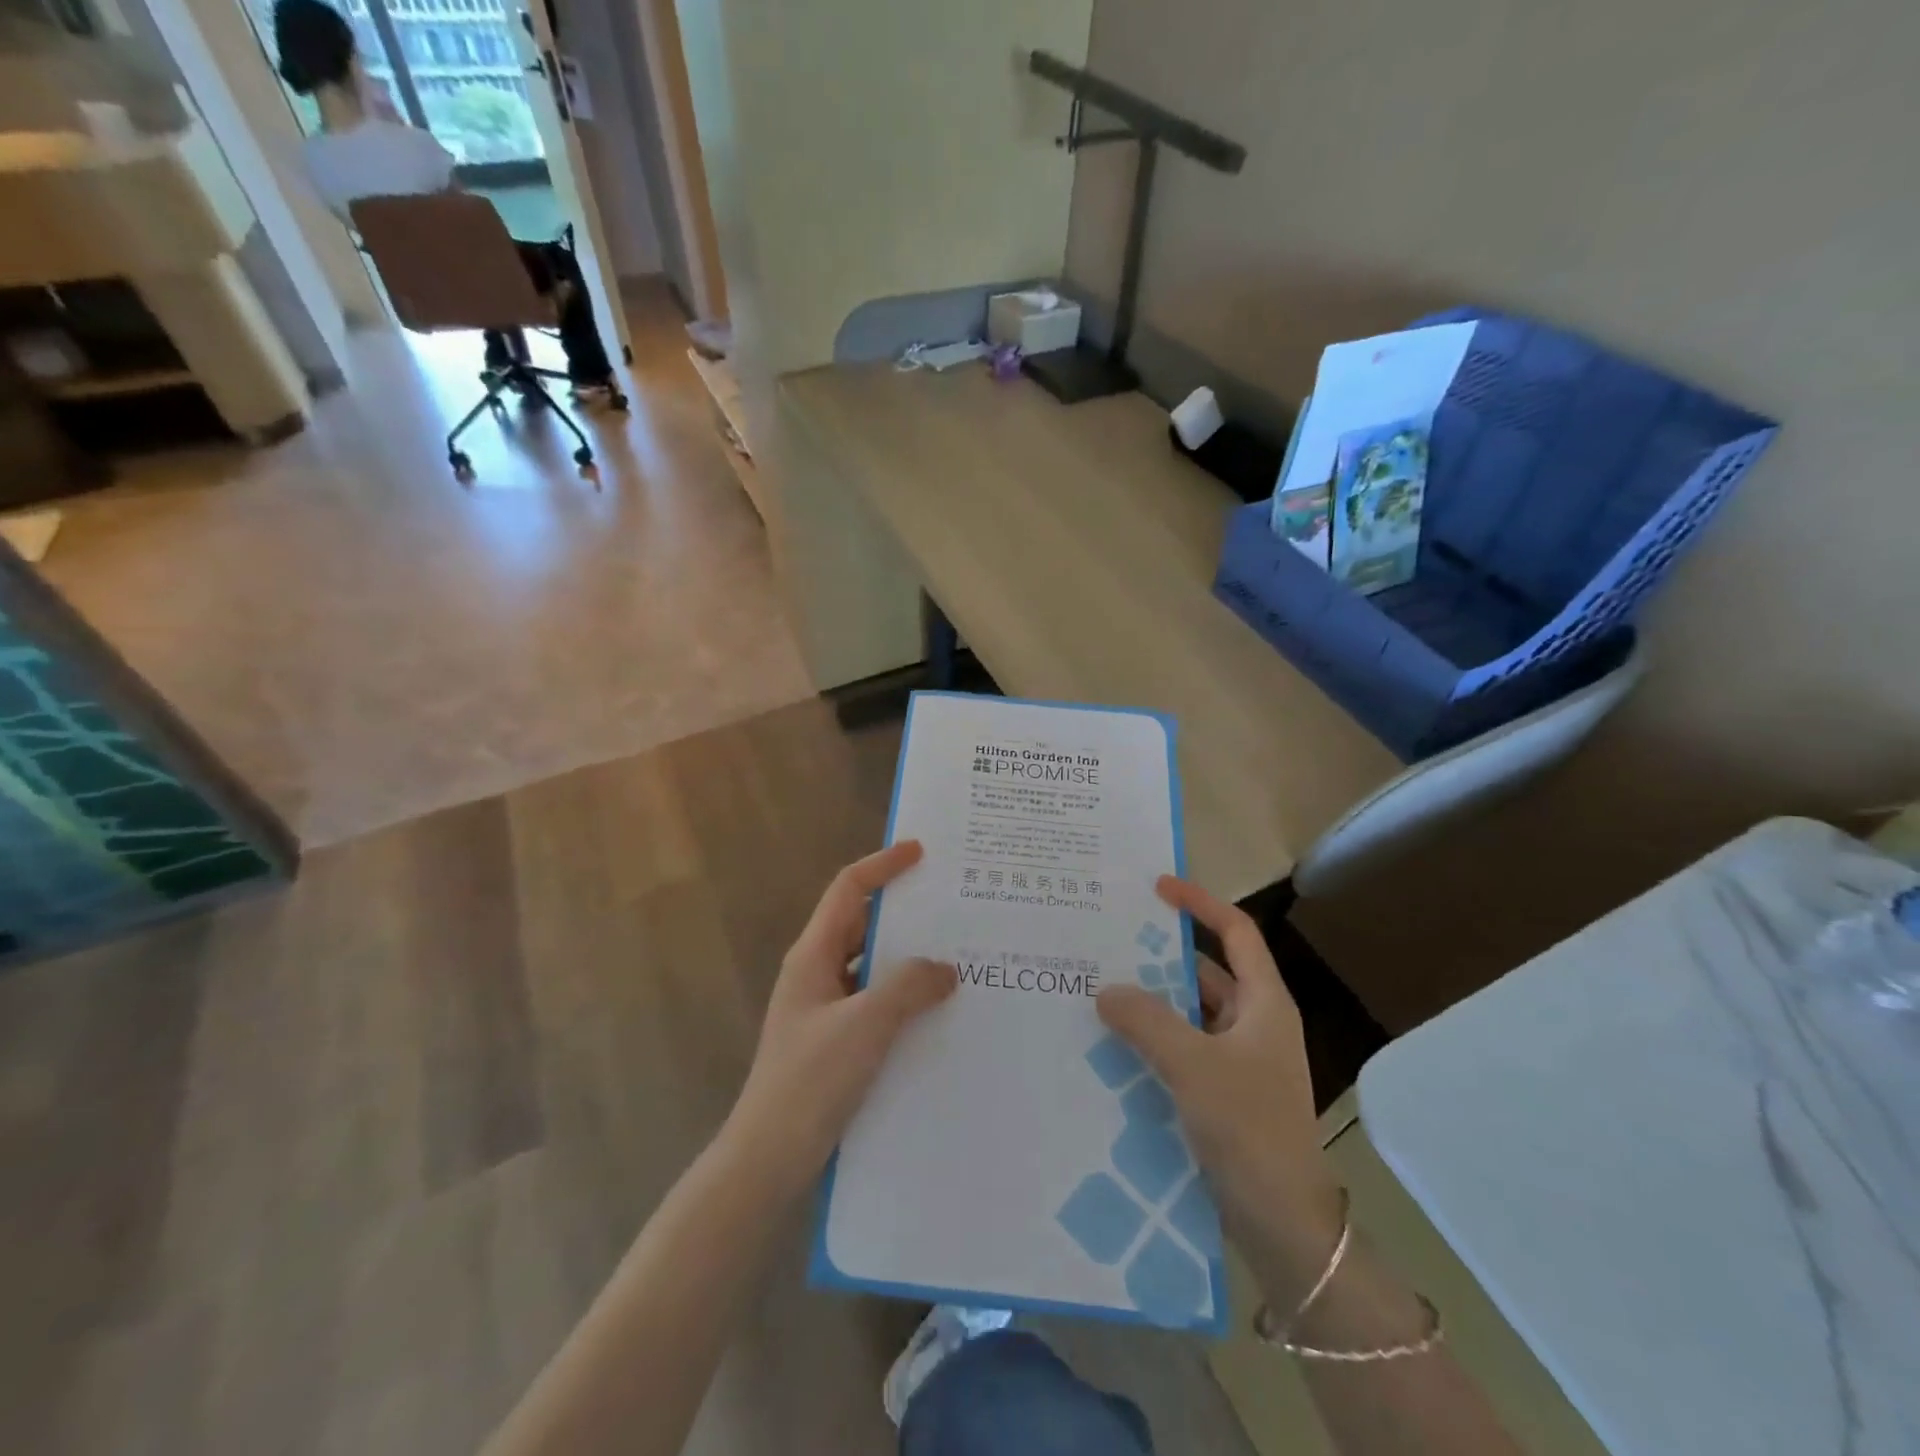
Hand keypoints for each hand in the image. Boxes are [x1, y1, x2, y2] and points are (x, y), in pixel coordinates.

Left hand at [725, 841, 956, 1194]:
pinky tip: (936, 1008)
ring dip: (906, 955)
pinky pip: (874, 999)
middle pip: (861, 922)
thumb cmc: (810, 1081)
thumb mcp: (865, 1025)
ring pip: (870, 963)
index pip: (849, 889)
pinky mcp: (835, 1039)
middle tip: (952, 904)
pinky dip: (902, 993)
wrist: (768, 1157)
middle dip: (903, 909)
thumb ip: (908, 987)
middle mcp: (816, 972)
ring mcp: (824, 1007)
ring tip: (955, 953)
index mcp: (813, 955)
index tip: (921, 852)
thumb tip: (945, 967)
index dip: (883, 864)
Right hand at [1096, 877, 1343, 1299]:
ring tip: (1101, 987)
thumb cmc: (1249, 1128)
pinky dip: (1154, 1039)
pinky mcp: (1224, 1093)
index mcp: (1264, 1004)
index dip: (1200, 903)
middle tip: (1111, 941)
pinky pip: (1184, 1048)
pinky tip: (1114, 1044)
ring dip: (1153, 1001)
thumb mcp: (1193, 1065)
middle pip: (1208, 971)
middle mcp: (1255, 1024)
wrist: (1284, 1224)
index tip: (1157, 887)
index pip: (1237, 932)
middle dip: (1162, 955)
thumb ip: (1146, 1020)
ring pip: (1191, 1013)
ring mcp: (1240, 1061)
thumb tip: (1106, 989)